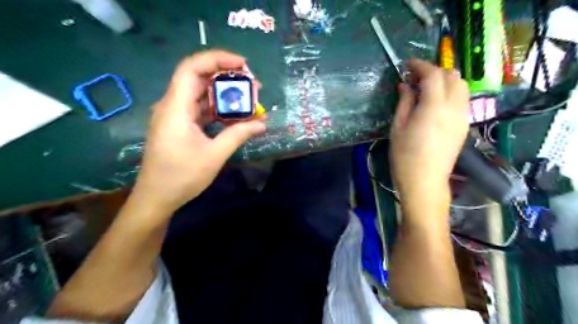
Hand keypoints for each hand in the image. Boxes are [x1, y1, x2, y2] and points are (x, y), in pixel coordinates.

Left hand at [131, 50, 266, 212]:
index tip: (243, 65)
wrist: (156, 197)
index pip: (192, 68)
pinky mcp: (180, 126)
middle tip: (253, 85)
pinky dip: (218, 109)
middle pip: (198, 78)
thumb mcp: (215, 155)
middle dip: (227, 77)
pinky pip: (200, 109)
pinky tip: (236, 115)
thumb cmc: (182, 176)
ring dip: (224, 94)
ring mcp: (175, 116)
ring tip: (249, 98)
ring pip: (201, 94)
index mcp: (176, 107)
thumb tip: (262, 124)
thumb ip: (238, 135)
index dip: (217, 59)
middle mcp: (173, 105)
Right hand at [393, 58, 468, 199]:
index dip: (420, 65)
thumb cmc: (405, 155)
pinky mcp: (464, 126)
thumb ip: (404, 102)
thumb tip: (405, 85)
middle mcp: (454, 107)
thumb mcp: (398, 127)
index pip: (433, 74)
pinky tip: (436, 103)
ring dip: (445, 81)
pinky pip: (462, 100)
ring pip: (461, 86)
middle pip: (452, 76)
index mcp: (434, 106)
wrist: (425, 181)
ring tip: (427, 89)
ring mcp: (462, 116)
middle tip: (416, 78)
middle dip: (434, 71)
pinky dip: (451, 93)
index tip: (408, 64)